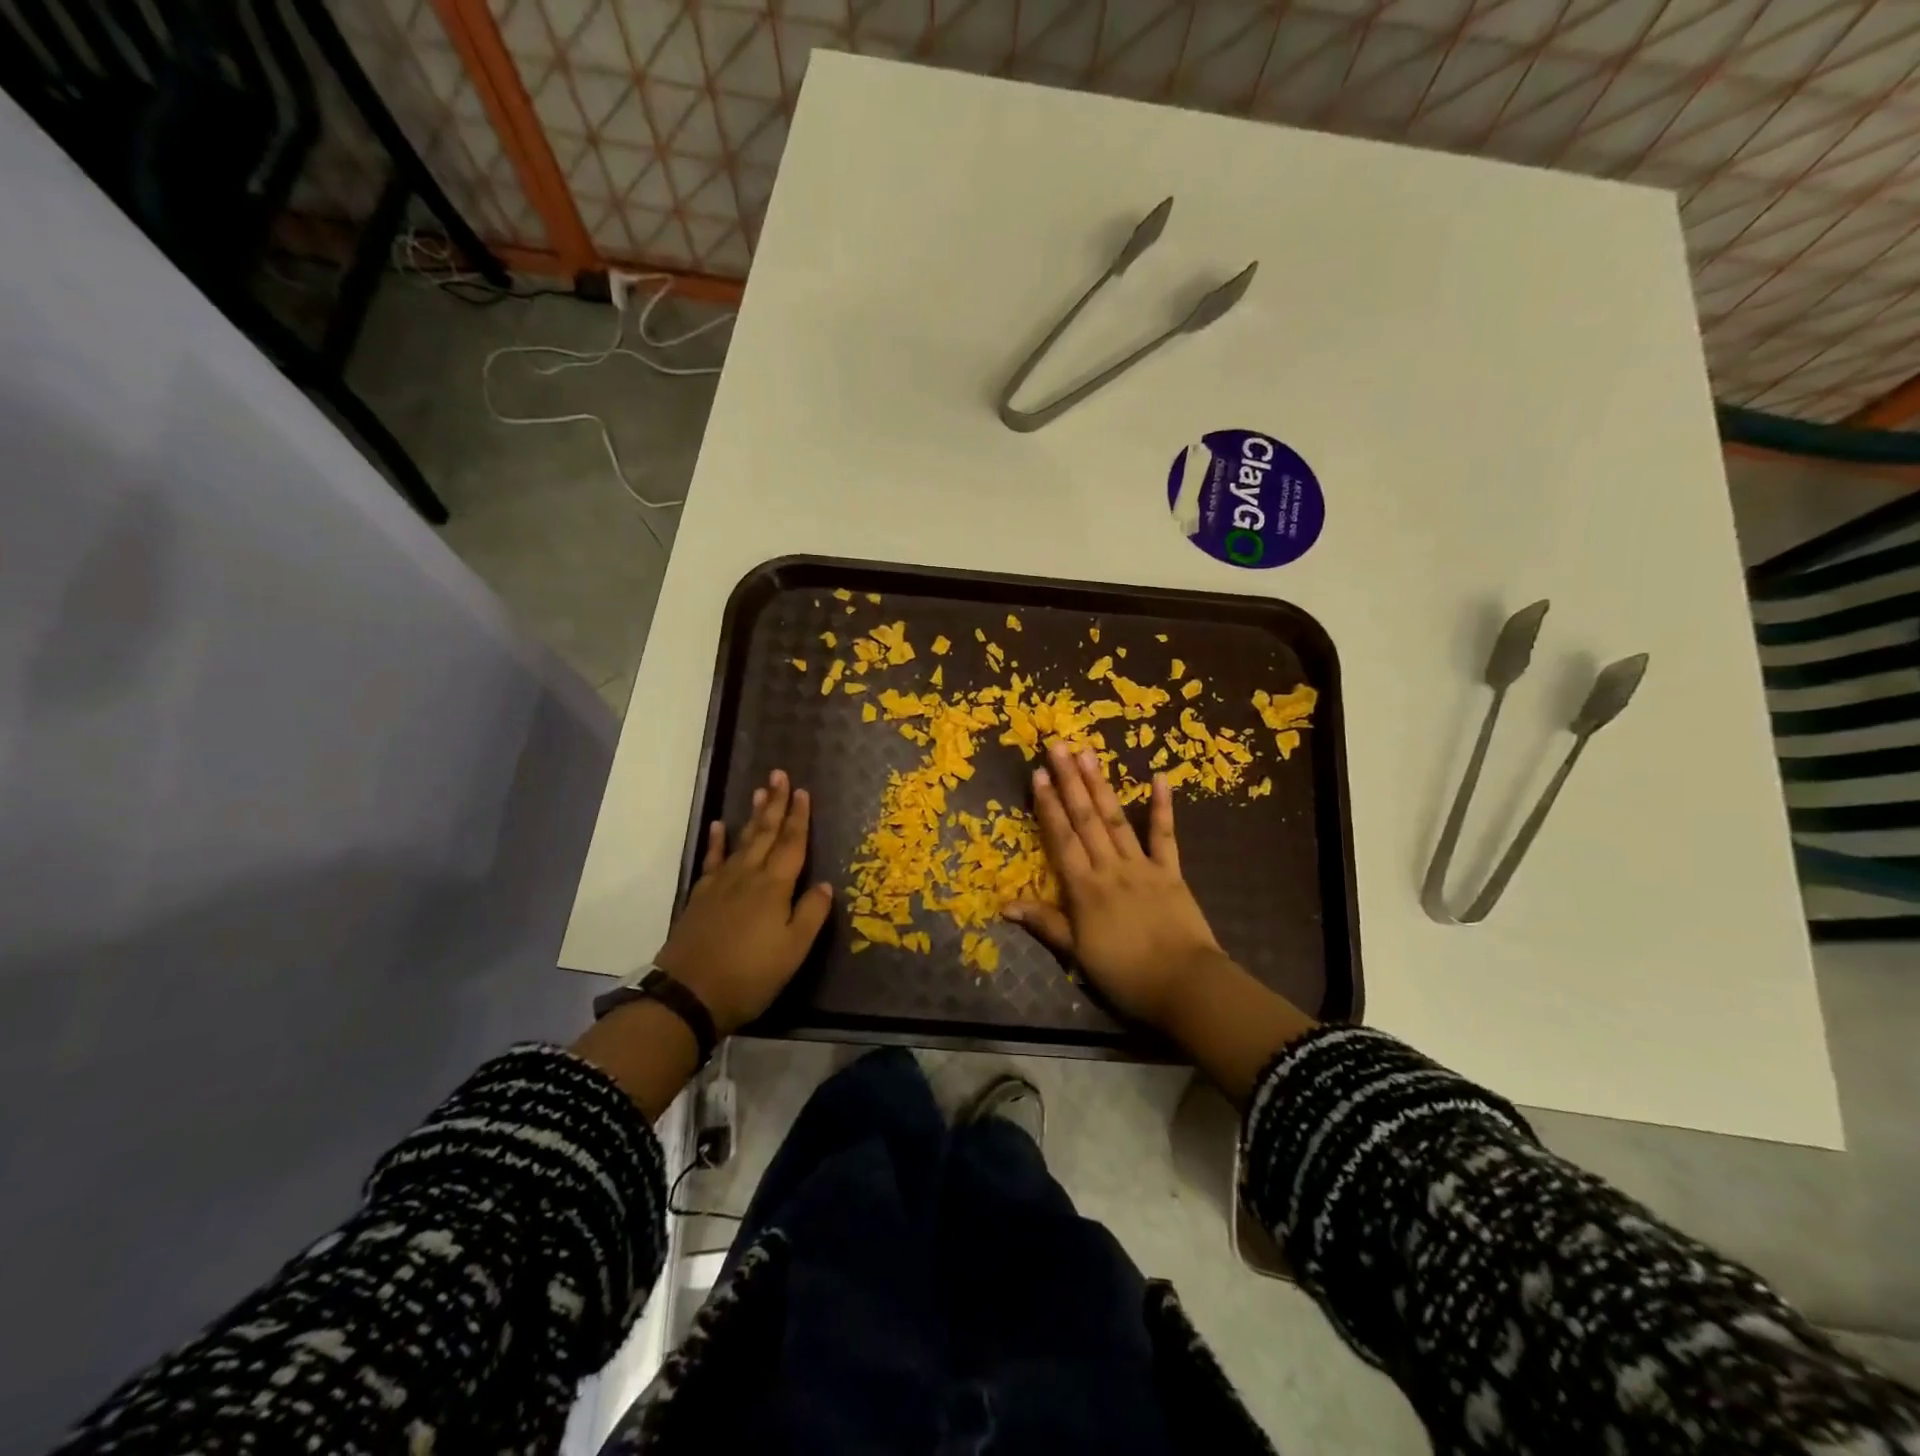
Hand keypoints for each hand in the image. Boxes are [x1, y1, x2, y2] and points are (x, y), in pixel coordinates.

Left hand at [653, 769, 833, 1035]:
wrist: (689, 995)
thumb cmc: (750, 975)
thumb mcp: (793, 951)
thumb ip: (811, 914)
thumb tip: (826, 884)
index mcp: (775, 888)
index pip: (791, 844)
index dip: (799, 817)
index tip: (803, 791)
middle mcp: (748, 877)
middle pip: (765, 833)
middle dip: (775, 804)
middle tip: (779, 774)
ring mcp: (720, 885)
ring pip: (741, 841)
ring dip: (752, 815)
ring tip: (759, 791)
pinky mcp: (701, 897)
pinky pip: (712, 860)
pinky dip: (717, 841)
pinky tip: (719, 826)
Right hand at [1005, 740, 1228, 1031]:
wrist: (1185, 986)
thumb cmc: (1125, 974)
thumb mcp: (1077, 954)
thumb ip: (1044, 923)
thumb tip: (1003, 904)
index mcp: (1085, 888)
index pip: (1062, 838)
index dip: (1048, 805)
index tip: (1038, 774)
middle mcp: (1111, 868)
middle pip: (1086, 819)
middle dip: (1070, 781)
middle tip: (1058, 745)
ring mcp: (1143, 866)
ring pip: (1116, 819)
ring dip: (1101, 785)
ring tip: (1088, 753)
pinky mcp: (1171, 872)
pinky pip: (1165, 836)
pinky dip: (1162, 807)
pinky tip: (1159, 778)